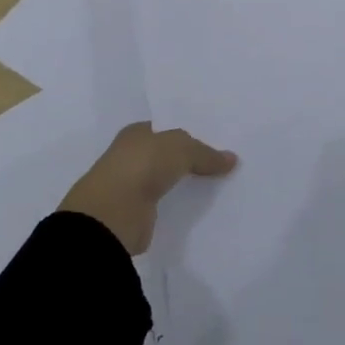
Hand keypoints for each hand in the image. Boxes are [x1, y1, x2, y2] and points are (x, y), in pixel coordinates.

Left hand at [59, 121, 236, 253]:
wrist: (112, 215)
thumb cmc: (142, 166)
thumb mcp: (181, 149)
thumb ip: (206, 153)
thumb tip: (232, 159)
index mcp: (136, 133)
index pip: (167, 129)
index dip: (190, 133)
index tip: (216, 141)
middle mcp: (132, 156)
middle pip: (167, 155)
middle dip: (190, 159)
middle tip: (222, 163)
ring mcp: (133, 186)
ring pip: (167, 180)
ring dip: (185, 183)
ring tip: (218, 186)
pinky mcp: (137, 214)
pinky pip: (166, 205)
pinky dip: (179, 206)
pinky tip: (200, 208)